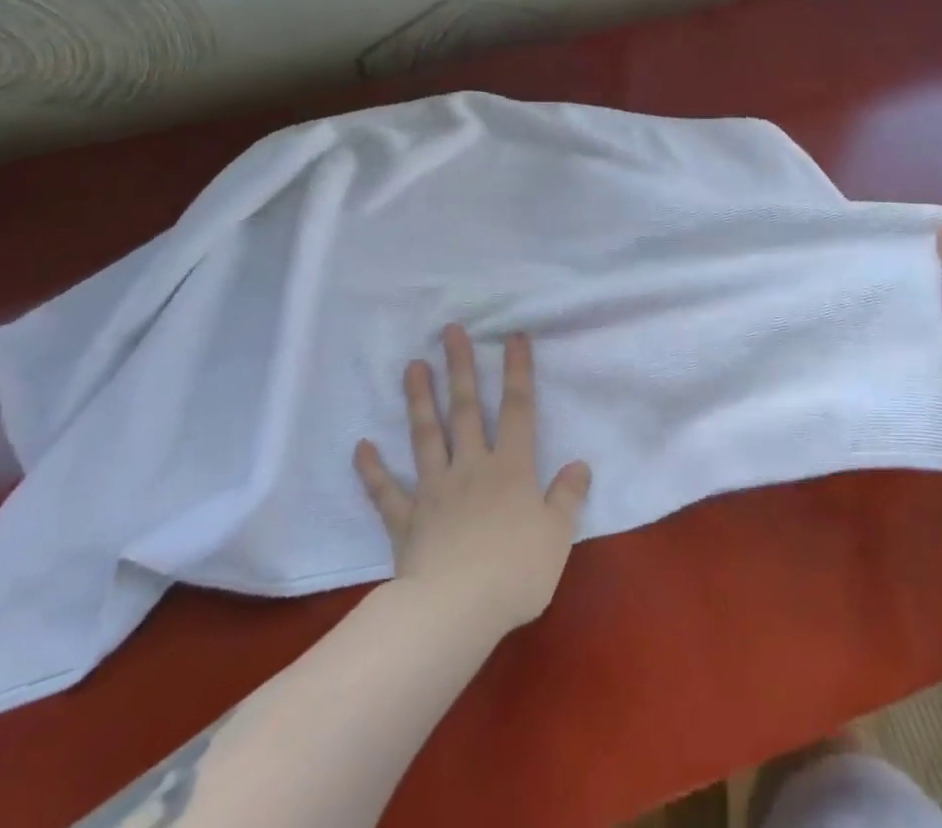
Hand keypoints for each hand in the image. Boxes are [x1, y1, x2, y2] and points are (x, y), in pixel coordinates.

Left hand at [354, 325, 591, 635]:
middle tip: (450, 331)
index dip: (517, 371)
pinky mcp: (407, 520)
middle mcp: (472, 467)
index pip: (517, 409)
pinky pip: (387, 492)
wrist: (456, 611)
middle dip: (460, 367)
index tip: (513, 336)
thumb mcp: (556, 536)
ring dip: (419, 400)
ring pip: (426, 436)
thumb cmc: (515, 572)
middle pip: (465, 409)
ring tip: (412, 366)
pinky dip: (373, 470)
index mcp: (511, 468)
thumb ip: (568, 498)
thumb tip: (580, 465)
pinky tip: (361, 446)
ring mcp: (435, 490)